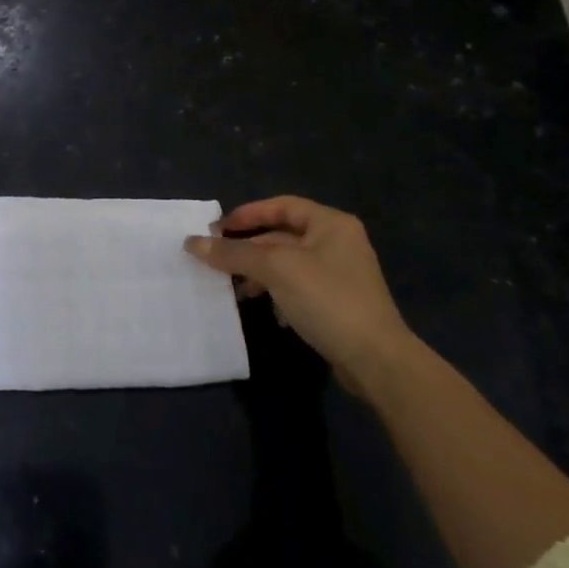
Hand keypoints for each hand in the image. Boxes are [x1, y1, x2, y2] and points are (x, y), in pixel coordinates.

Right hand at [187, 196, 415, 392]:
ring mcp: (341, 275)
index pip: (281, 206)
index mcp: (331, 223)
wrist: (377, 361)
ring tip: (237, 289)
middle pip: (283, 235)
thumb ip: (233, 253)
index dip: (247, 214)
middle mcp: (339, 242)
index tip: (217, 229)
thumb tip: (191, 243)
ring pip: (289, 264)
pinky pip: (300, 288)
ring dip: (260, 273)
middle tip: (218, 260)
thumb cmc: (327, 299)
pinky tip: (269, 310)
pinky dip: (279, 293)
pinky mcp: (340, 304)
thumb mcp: (275, 270)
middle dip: (250, 248)